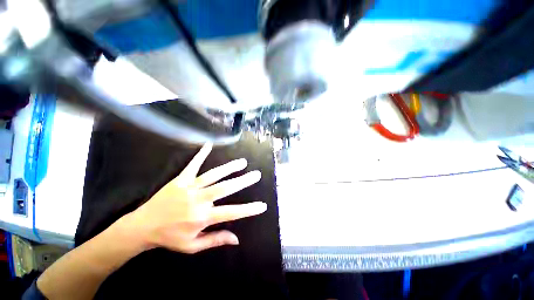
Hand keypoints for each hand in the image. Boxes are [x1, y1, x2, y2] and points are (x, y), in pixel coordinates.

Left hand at [122, 143, 265, 253]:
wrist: (142, 227)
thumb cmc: (170, 238)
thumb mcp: (192, 246)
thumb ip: (216, 240)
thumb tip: (237, 239)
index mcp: (202, 218)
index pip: (231, 213)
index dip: (248, 210)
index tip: (262, 205)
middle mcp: (198, 200)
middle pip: (225, 188)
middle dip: (243, 181)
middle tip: (256, 174)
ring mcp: (189, 187)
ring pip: (213, 175)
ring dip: (229, 168)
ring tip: (242, 162)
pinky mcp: (180, 179)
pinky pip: (192, 165)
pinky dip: (201, 154)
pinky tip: (208, 144)